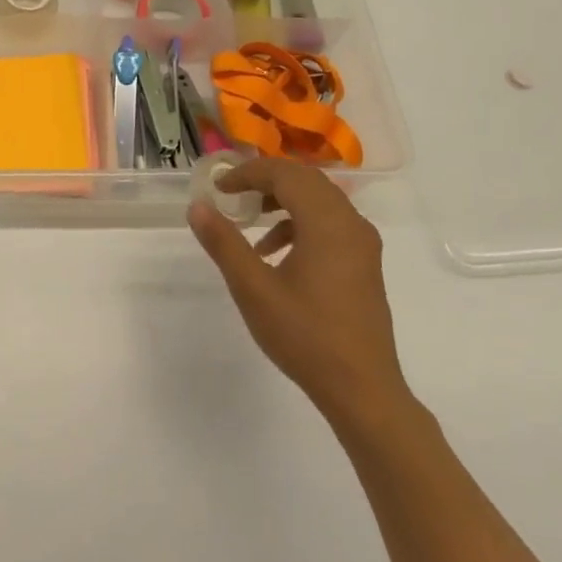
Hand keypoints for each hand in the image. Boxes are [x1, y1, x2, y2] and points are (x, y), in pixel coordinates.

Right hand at [188, 158, 410, 427]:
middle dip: (265, 181)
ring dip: (283, 200)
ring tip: (250, 222)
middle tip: (232, 194)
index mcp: (327, 222)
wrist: (362, 389)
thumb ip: (224, 242)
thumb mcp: (253, 288)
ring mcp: (362, 243)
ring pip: (320, 200)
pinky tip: (276, 253)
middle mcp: (351, 223)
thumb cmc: (305, 336)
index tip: (218, 188)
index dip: (248, 173)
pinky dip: (300, 222)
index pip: (285, 174)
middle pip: (305, 180)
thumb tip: (197, 206)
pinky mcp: (364, 262)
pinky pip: (330, 222)